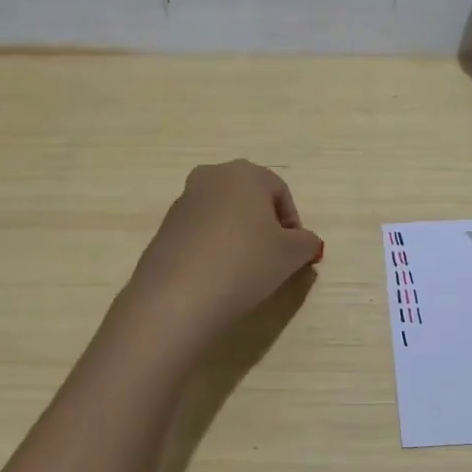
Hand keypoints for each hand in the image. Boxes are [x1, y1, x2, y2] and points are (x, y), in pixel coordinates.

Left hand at [119, 160, 323, 345]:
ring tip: (244, 272)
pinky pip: (201, 234)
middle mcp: (211, 177)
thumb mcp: (292, 254)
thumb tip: (304, 243)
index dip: (293, 225)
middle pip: (250, 200)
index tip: (294, 255)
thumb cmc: (245, 263)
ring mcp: (183, 201)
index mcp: (245, 173)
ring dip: (239, 237)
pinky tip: (217, 277)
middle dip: (265, 227)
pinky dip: (214, 249)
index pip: (281, 193)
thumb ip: (307, 242)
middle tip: (272, 260)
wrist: (177, 298)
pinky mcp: (164, 228)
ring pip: (225, 216)